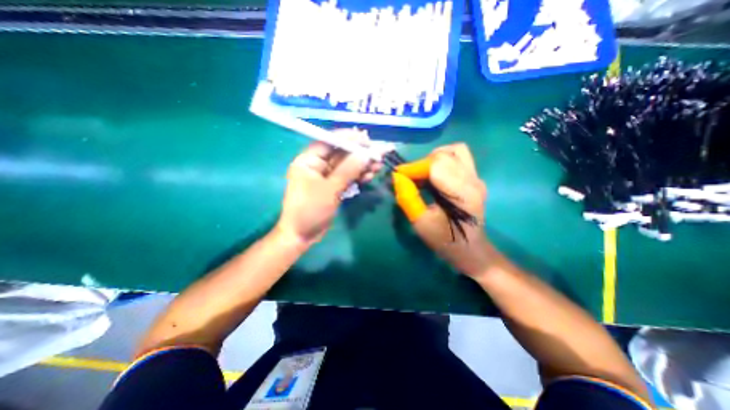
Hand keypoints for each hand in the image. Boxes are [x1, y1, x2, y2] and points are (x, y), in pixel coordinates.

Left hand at [276, 129, 381, 246]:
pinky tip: (369, 176)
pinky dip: (358, 176)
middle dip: (359, 154)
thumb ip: (348, 170)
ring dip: (362, 166)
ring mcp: (326, 176)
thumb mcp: (329, 189)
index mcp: (308, 160)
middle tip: (377, 155)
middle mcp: (317, 165)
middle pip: (341, 153)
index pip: (329, 141)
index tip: (367, 139)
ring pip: (346, 165)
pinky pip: (347, 177)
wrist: (303, 235)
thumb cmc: (310, 210)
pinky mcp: (333, 186)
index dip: (348, 138)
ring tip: (377, 167)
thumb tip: (365, 154)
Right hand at [394, 143, 490, 277]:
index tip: (399, 175)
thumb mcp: (421, 223)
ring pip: (455, 151)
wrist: (471, 250)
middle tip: (410, 177)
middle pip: (445, 155)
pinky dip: (442, 161)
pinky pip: (458, 158)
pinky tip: (433, 176)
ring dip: (434, 158)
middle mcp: (473, 181)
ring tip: (423, 173)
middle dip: (422, 163)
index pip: (436, 165)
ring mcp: (477, 178)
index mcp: (462, 194)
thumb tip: (397, 177)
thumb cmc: (445, 241)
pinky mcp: (475, 179)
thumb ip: (408, 198)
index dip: (415, 167)